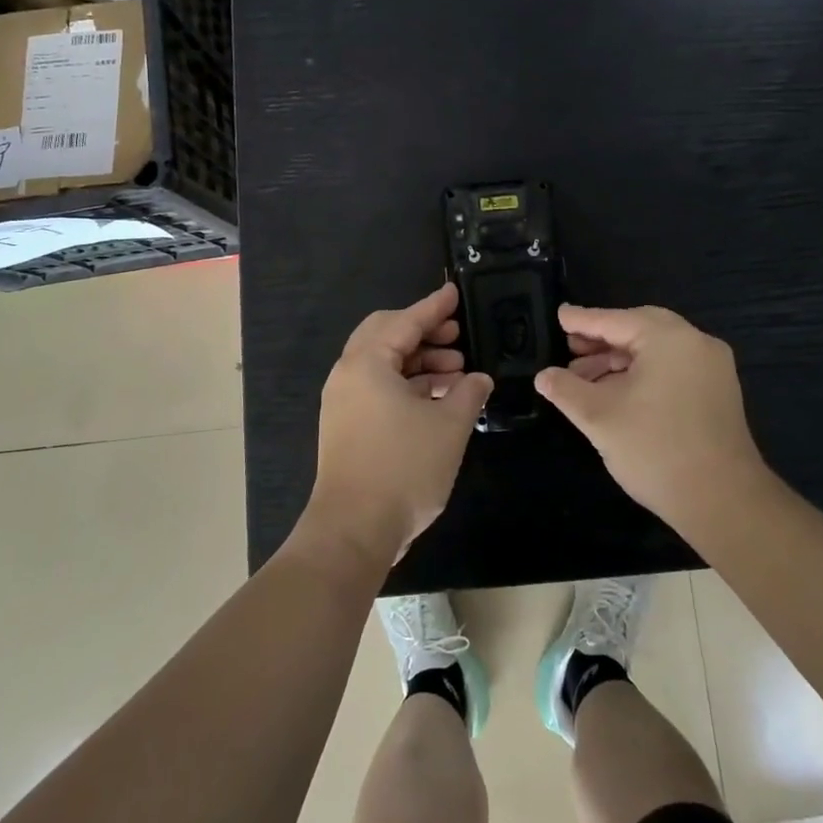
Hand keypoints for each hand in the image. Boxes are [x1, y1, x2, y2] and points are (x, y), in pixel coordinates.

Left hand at [303, 283, 491, 570]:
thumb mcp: (449, 426)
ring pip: (383, 365)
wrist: (353, 530)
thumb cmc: (403, 468)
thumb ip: (468, 393)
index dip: (434, 307)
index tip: (455, 292)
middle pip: (386, 336)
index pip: (405, 322)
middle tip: (457, 335)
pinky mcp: (347, 426)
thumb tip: (478, 379)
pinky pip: (379, 389)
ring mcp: (343, 402)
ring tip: (457, 371)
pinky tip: (439, 398)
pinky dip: (408, 385)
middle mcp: (348, 375)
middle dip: (424, 332)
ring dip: (419, 362)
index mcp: (367, 363)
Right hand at [535, 305, 769, 535]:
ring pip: (656, 351)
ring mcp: (712, 368)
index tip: (558, 315)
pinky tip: (615, 394)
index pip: (615, 320)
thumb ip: (566, 390)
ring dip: (619, 361)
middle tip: (569, 349)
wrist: (723, 501)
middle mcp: (696, 343)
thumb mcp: (599, 416)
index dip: (582, 320)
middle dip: (601, 340)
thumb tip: (543, 376)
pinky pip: (672, 369)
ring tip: (583, 380)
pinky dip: (642, 374)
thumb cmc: (655, 449)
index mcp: (669, 338)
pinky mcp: (717, 393)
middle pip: (639, 330)